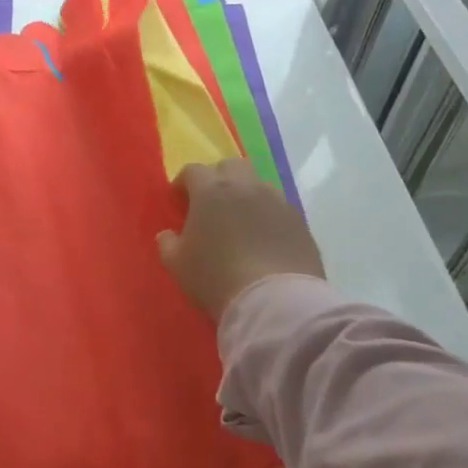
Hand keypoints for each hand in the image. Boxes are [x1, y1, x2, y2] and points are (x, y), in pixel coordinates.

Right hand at [157, 159, 324, 318]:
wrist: (275, 301)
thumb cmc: (217, 278)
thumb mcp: (177, 264)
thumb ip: (167, 243)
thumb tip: (169, 234)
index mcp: (211, 191)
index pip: (193, 170)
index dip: (183, 183)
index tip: (179, 201)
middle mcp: (246, 187)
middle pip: (230, 166)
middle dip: (218, 179)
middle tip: (210, 204)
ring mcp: (277, 202)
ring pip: (258, 185)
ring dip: (245, 196)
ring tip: (240, 222)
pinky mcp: (300, 222)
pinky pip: (278, 208)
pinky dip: (267, 216)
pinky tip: (263, 239)